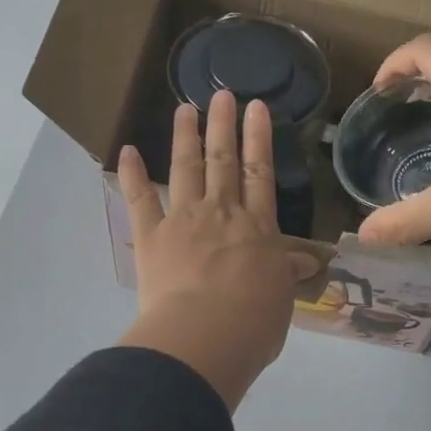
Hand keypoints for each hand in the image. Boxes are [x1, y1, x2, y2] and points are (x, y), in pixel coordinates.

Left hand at [117, 94, 313, 409]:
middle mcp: (222, 213)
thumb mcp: (281, 298)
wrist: (206, 336)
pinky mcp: (152, 236)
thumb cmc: (253, 324)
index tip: (256, 108)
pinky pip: (140, 199)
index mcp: (258, 228)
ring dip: (185, 136)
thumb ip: (286, 274)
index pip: (261, 174)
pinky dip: (132, 175)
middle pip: (224, 161)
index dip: (259, 139)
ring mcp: (184, 220)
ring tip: (185, 108)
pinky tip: (126, 151)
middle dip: (224, 126)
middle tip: (222, 93)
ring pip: (186, 168)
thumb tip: (304, 261)